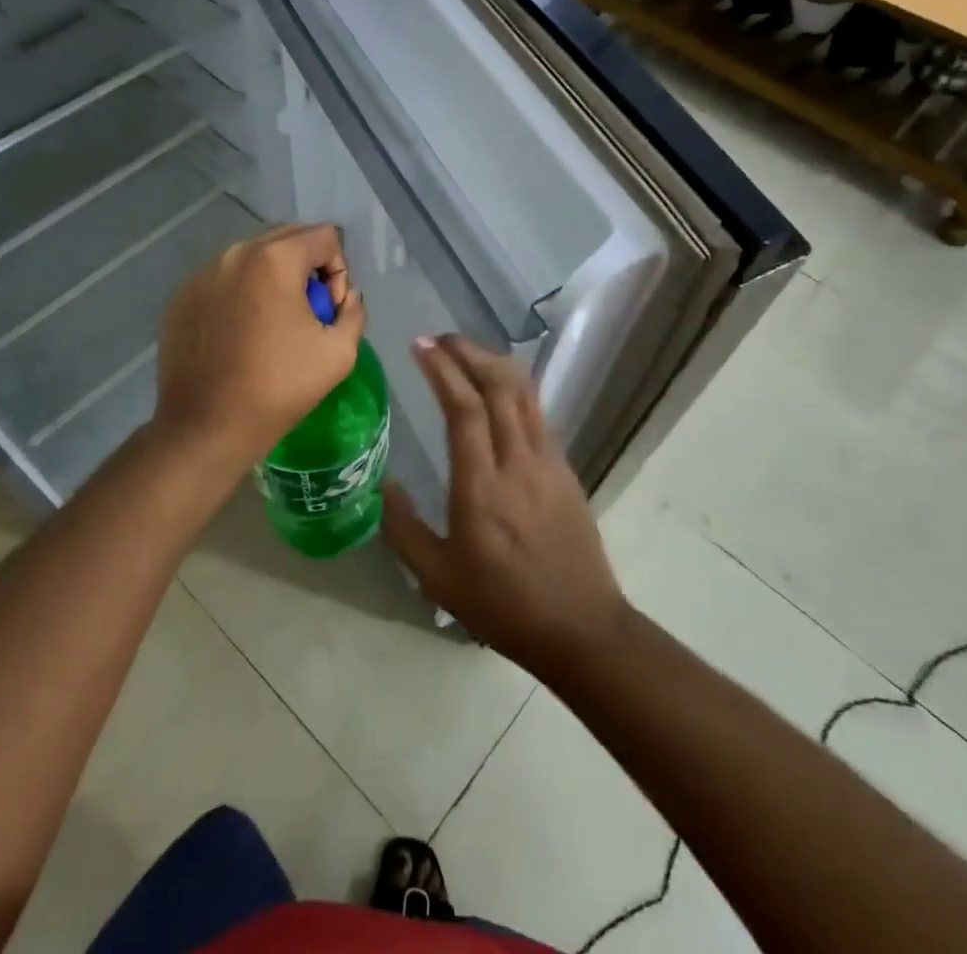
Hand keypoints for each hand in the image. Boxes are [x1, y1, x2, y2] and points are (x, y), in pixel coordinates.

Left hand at [154, 222, 364, 472]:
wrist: (207, 426)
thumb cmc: (279, 387)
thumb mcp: (339, 352)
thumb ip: (353, 311)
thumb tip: (344, 297)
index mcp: (275, 259)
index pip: (325, 236)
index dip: (339, 270)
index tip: (328, 310)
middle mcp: (235, 254)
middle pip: (287, 237)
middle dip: (307, 266)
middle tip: (307, 312)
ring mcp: (202, 274)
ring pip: (252, 257)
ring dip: (273, 278)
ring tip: (273, 324)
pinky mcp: (181, 297)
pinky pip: (223, 280)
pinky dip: (240, 295)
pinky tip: (240, 335)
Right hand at [382, 335, 628, 674]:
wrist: (580, 627)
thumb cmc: (502, 604)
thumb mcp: (437, 578)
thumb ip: (404, 529)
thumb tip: (386, 484)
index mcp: (482, 486)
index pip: (463, 408)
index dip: (442, 369)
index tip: (420, 345)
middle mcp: (518, 462)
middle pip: (498, 386)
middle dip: (468, 353)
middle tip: (440, 339)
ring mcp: (548, 462)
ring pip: (523, 393)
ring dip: (494, 363)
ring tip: (466, 353)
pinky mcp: (565, 469)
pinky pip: (537, 413)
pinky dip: (514, 388)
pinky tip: (498, 392)